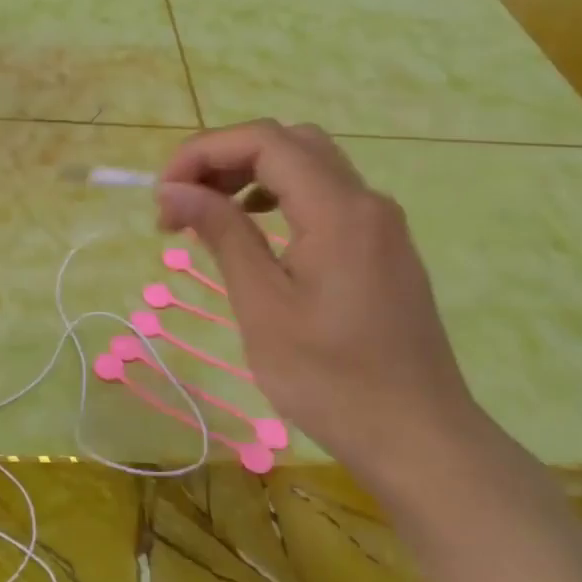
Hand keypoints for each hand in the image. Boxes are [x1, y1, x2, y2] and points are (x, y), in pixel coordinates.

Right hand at [156, 121, 485, 489]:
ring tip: (208, 215)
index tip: (162, 195)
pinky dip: (281, 198)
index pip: (264, 141)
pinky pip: (327, 198)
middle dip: (225, 159)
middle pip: (289, 143)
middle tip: (182, 202)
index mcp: (339, 209)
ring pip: (310, 167)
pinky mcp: (383, 249)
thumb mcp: (264, 307)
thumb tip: (174, 189)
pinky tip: (256, 232)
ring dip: (252, 176)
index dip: (203, 153)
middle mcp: (366, 202)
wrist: (419, 439)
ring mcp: (381, 225)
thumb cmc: (332, 380)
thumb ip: (222, 234)